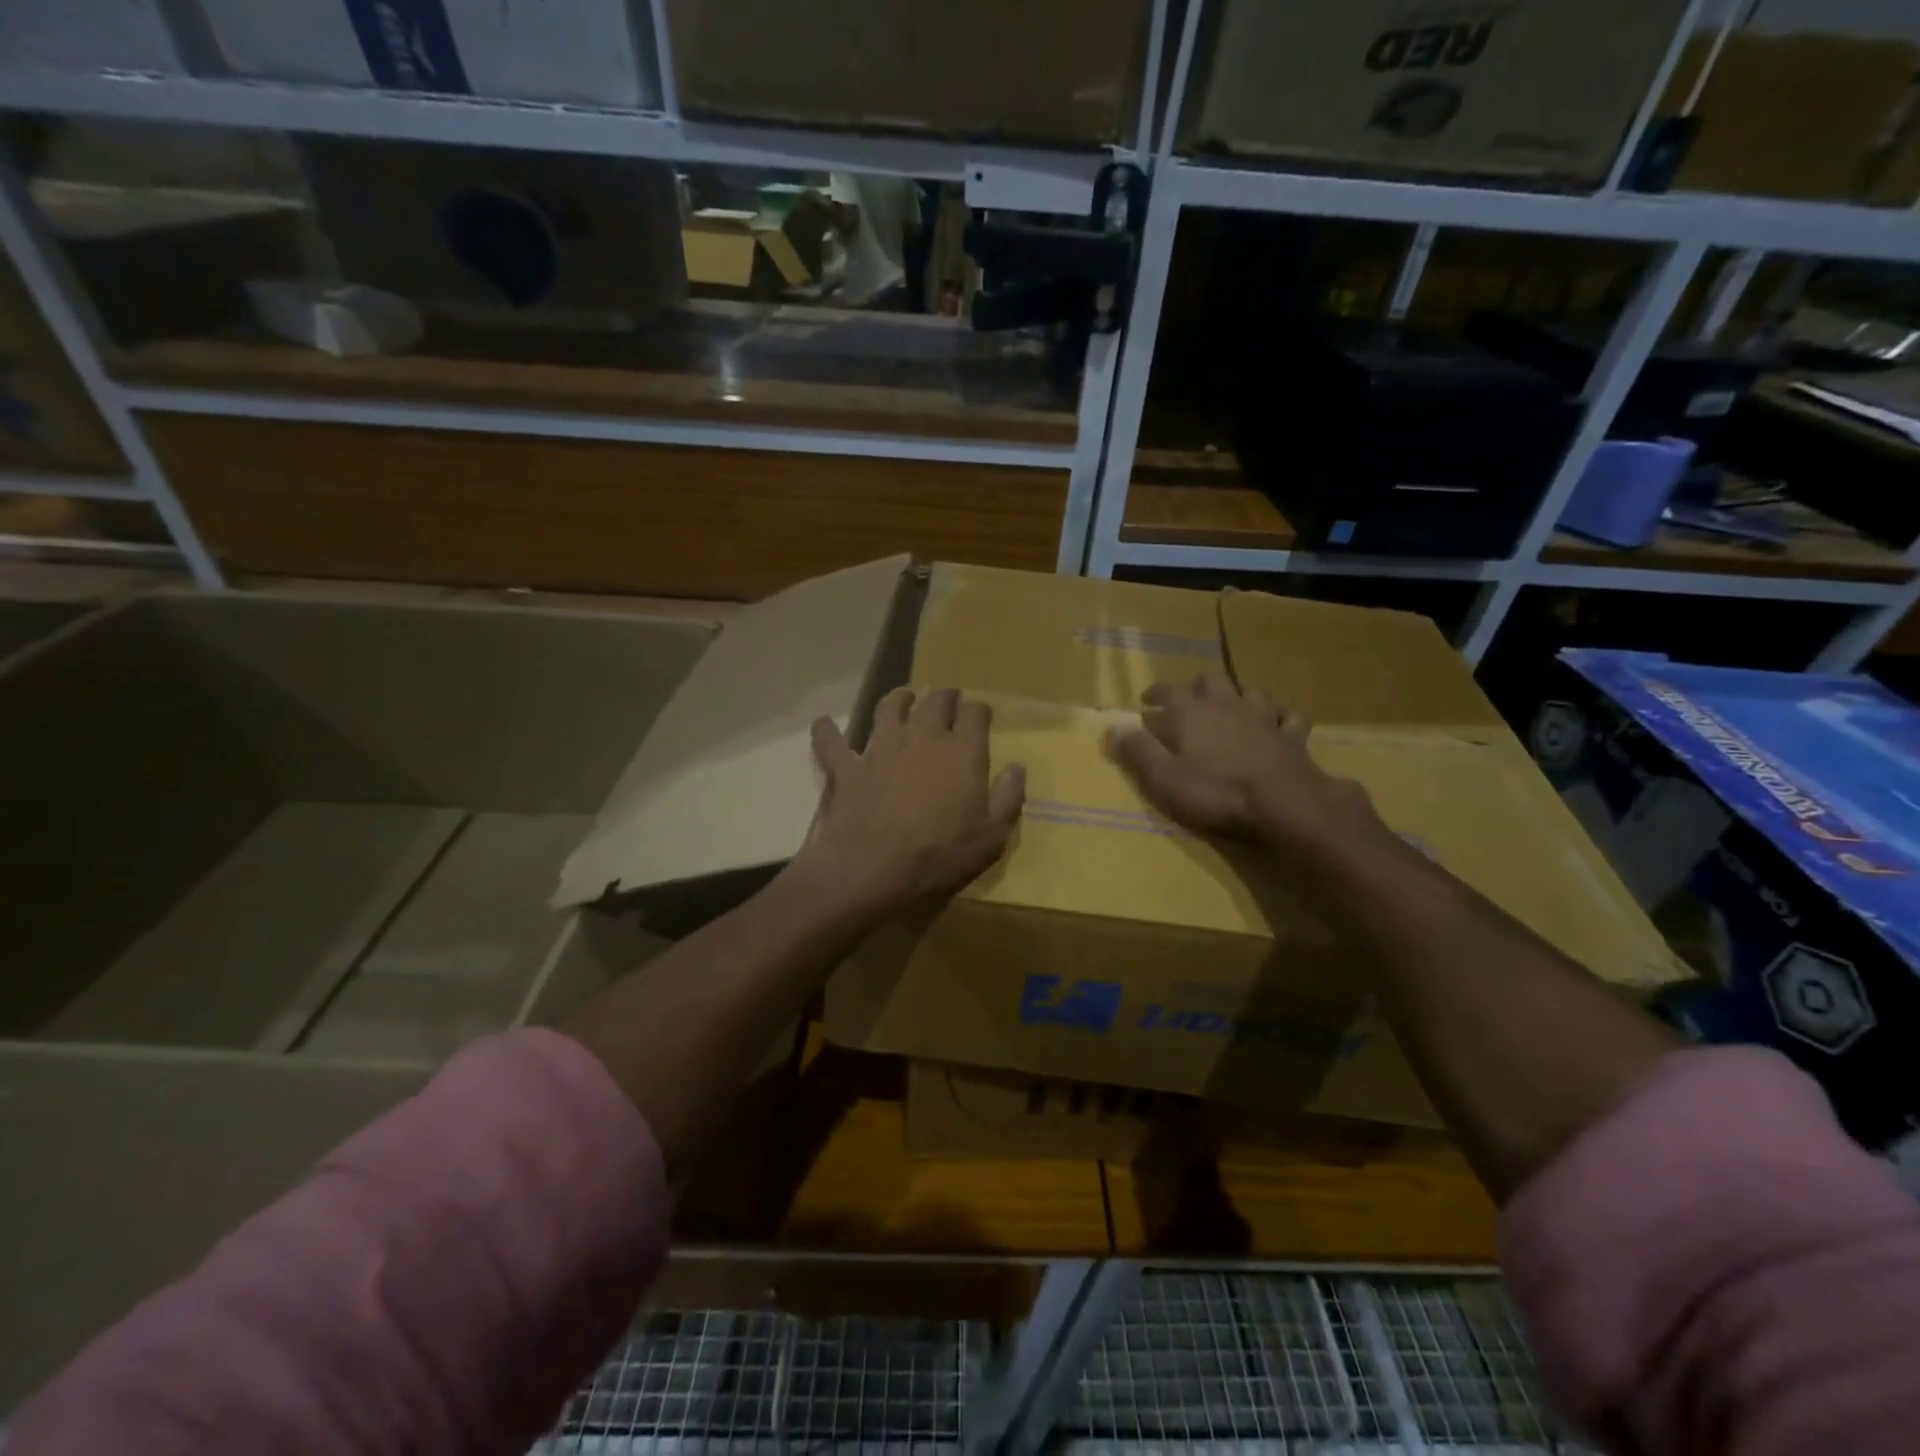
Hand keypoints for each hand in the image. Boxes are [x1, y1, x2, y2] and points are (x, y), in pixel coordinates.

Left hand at [798, 686, 1025, 917]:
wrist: (872, 868)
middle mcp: (922, 737)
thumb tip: (1017, 768)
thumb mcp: (991, 836)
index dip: (980, 711)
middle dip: (945, 696)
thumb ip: (1007, 797)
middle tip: (948, 700)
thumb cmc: (939, 855)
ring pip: (888, 707)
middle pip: (935, 700)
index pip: (975, 714)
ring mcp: (881, 747)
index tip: (982, 716)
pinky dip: (827, 731)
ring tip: (902, 698)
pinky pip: (832, 741)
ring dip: (898, 698)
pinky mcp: (847, 766)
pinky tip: (824, 724)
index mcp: (962, 752)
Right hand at [1106, 672, 1382, 858]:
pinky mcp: (1292, 736)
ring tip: (1231, 707)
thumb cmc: (1215, 792)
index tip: (1145, 701)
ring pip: (1250, 692)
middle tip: (1186, 701)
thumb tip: (1113, 727)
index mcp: (1191, 712)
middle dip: (1195, 687)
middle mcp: (1226, 704)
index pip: (1168, 691)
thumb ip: (1137, 751)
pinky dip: (1280, 717)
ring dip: (1238, 696)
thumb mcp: (1163, 778)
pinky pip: (1288, 716)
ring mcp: (1263, 717)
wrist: (1283, 803)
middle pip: (1210, 681)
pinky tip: (1277, 723)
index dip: (1155, 693)